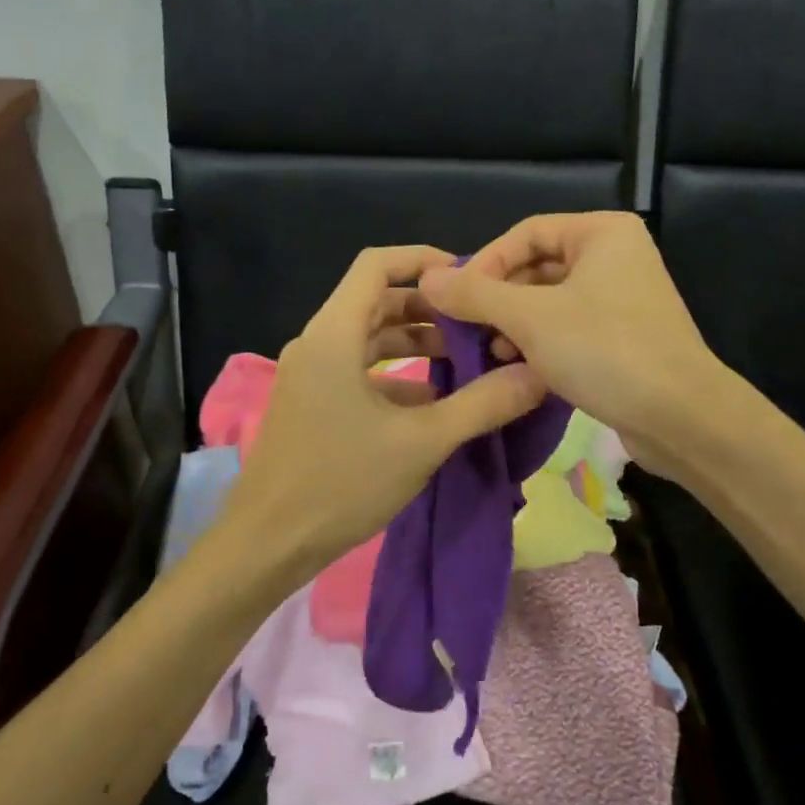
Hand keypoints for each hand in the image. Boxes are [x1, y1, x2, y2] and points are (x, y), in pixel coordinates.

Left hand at [223, 245, 547, 583]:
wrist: (267, 544)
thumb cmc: (341, 482)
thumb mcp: (422, 442)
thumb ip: (482, 404)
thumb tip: (537, 374)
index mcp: (335, 334)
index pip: (376, 265)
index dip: (423, 260)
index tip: (468, 278)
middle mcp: (318, 343)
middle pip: (377, 301)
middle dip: (429, 309)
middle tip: (479, 325)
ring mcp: (312, 375)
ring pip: (368, 339)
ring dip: (415, 344)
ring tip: (467, 361)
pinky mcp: (313, 404)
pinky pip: (358, 371)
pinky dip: (396, 376)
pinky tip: (433, 402)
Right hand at [418, 213, 728, 477]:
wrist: (681, 417)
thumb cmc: (605, 351)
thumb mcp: (531, 318)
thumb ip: (476, 294)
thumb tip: (427, 277)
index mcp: (602, 233)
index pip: (526, 233)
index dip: (486, 262)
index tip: (456, 298)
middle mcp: (615, 256)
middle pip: (538, 266)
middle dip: (500, 297)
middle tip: (470, 328)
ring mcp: (622, 298)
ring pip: (551, 300)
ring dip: (515, 322)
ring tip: (493, 351)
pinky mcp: (623, 336)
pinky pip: (569, 326)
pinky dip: (541, 341)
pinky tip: (520, 366)